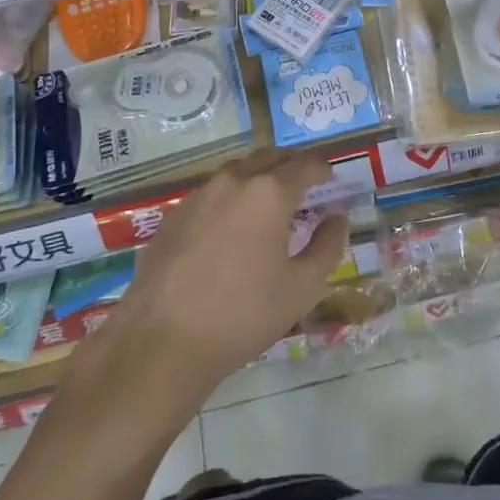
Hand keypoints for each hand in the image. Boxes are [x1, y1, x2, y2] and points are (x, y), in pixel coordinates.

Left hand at [97, 150, 348, 394]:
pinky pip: (212, 193)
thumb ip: (327, 246)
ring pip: (238, 172)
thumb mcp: (302, 288)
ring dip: (259, 179)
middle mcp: (234, 180)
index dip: (323, 169)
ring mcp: (199, 194)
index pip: (305, 164)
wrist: (162, 341)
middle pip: (270, 158)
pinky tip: (231, 229)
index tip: (331, 180)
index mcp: (269, 192)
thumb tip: (337, 217)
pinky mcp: (173, 215)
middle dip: (292, 166)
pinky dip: (231, 198)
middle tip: (306, 187)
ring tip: (270, 206)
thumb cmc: (243, 314)